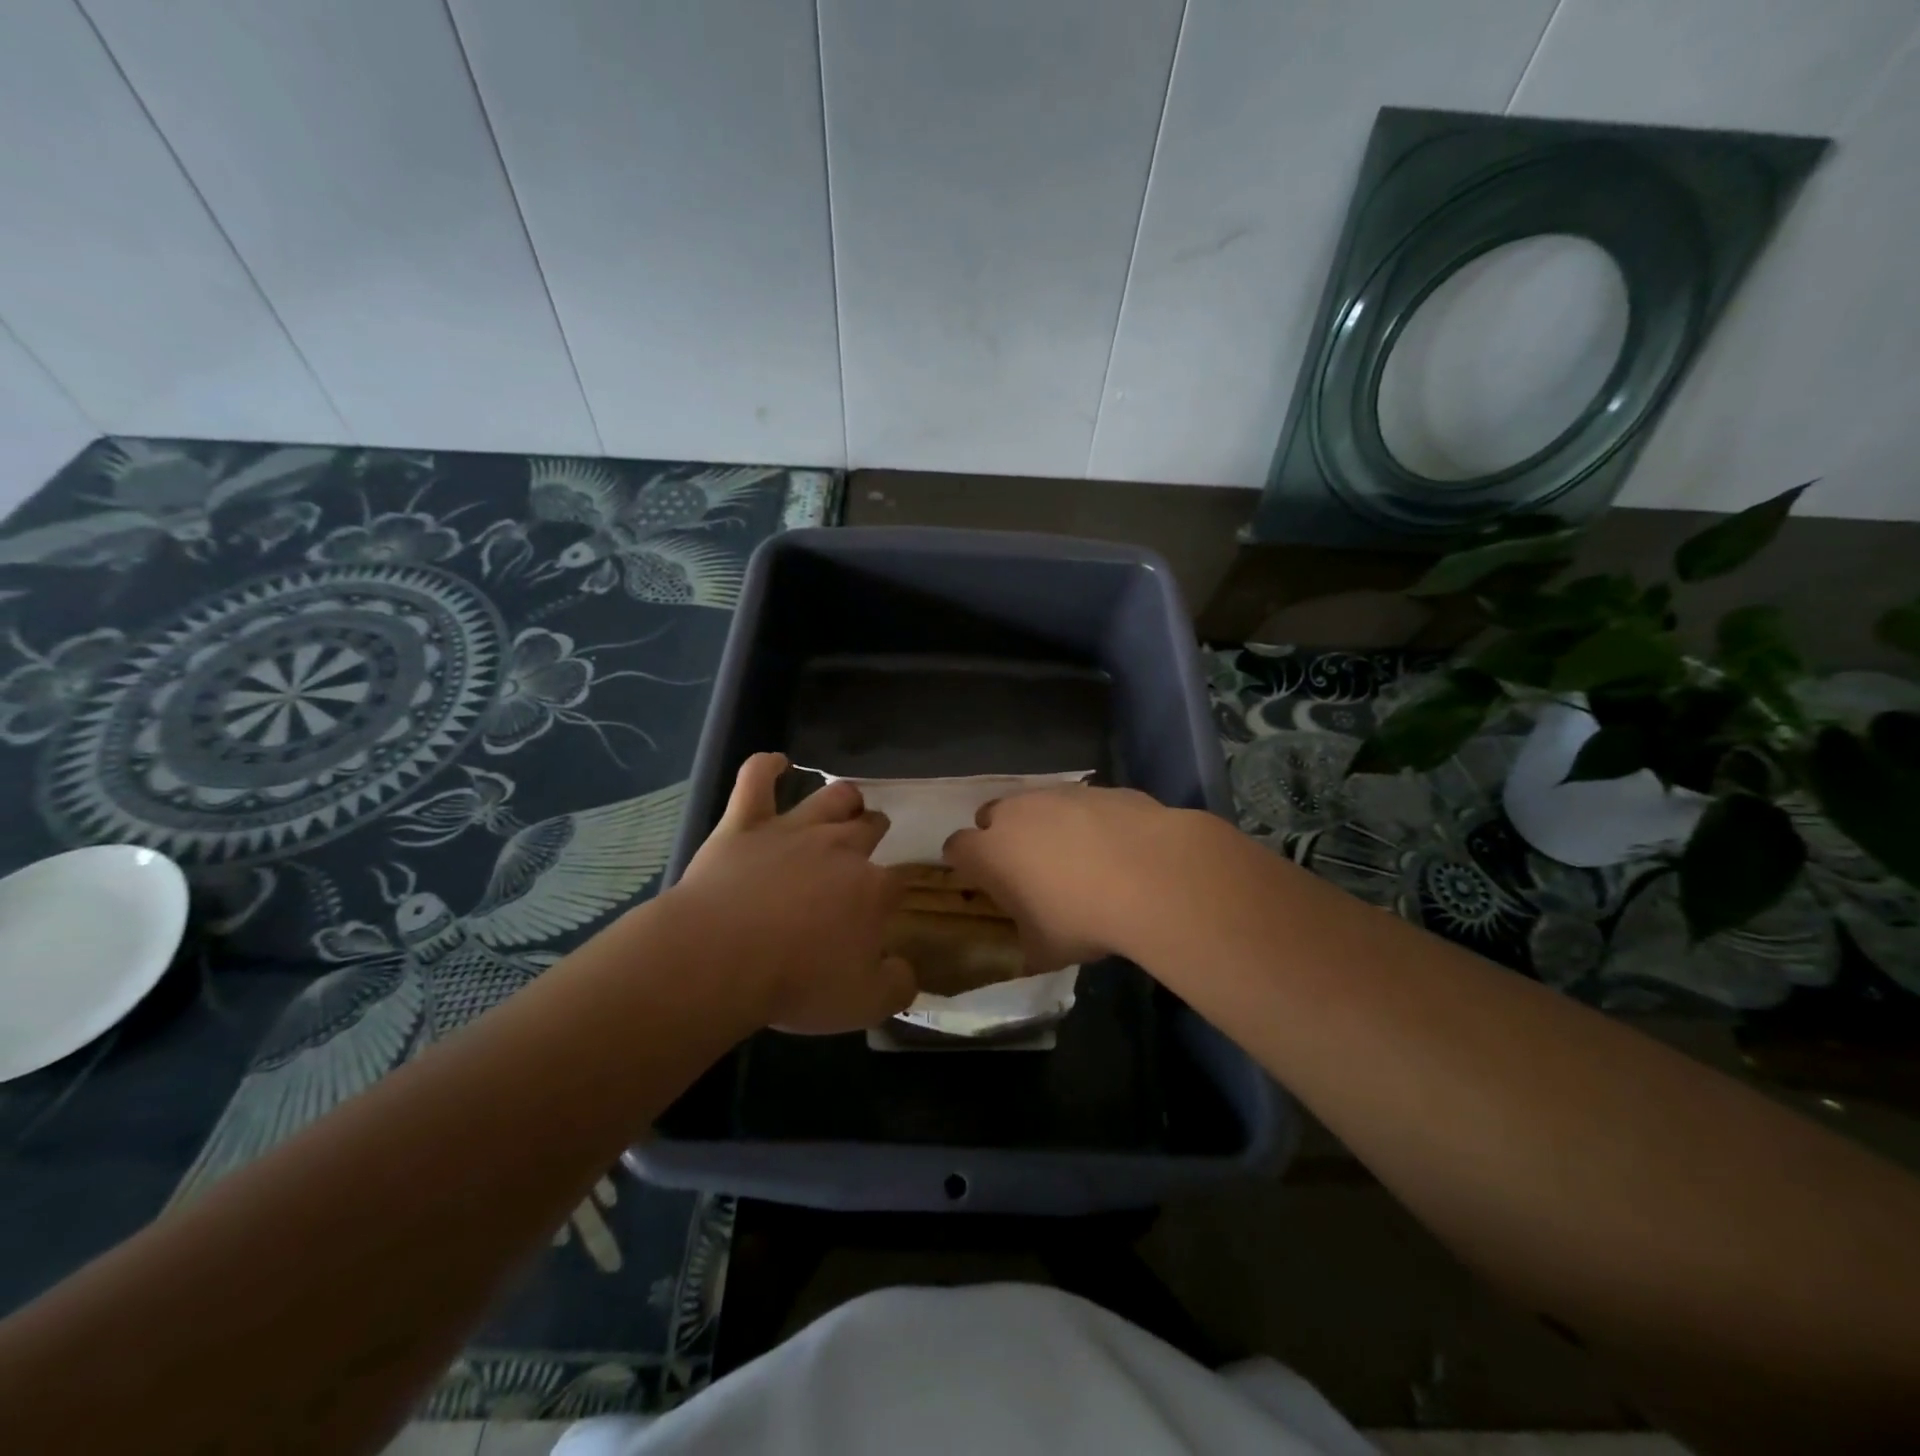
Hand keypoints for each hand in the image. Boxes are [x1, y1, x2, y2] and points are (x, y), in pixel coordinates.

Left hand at [674, 753, 915, 1032]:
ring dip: (843, 797)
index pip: (897, 881)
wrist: (722, 957)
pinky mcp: (744, 823)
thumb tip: (905, 971)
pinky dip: (767, 766)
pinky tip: (776, 762)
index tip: (890, 901)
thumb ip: (896, 986)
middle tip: (871, 839)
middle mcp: (840, 848)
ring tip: (847, 801)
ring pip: (829, 798)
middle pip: (869, 827)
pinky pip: (756, 779)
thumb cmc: (797, 983)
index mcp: (871, 889)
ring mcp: (792, 830)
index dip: (896, 889)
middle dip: (875, 830)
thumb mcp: (863, 1004)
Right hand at [941, 786, 1197, 970]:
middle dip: (1002, 835)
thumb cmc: (1083, 919)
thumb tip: (1031, 949)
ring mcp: (1059, 795)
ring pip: (1038, 804)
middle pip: (992, 814)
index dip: (966, 863)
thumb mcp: (1047, 951)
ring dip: (1046, 825)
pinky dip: (1088, 821)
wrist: (1151, 876)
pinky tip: (1115, 847)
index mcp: (990, 852)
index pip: (956, 847)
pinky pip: (1082, 804)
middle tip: (1027, 866)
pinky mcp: (1099, 789)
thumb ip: (1028, 944)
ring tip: (1077, 857)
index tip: (982, 880)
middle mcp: (1016, 813)